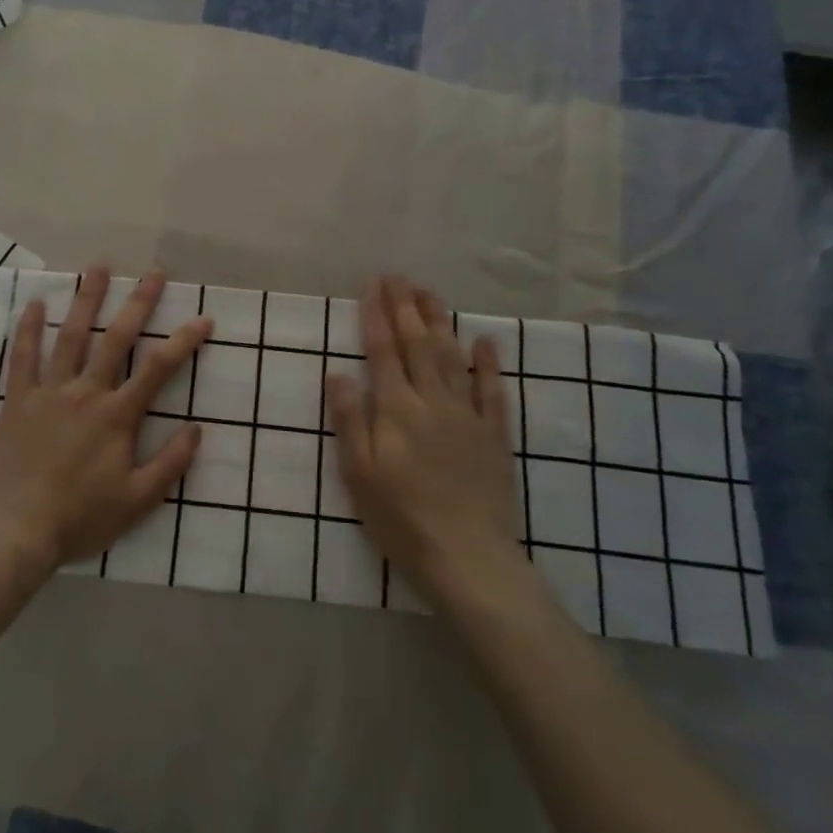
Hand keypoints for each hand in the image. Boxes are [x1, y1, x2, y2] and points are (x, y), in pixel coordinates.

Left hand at [0, 265, 213, 576]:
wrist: (14, 531)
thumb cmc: (79, 519)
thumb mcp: (136, 501)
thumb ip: (170, 463)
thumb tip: (197, 428)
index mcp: (116, 416)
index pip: (158, 369)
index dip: (184, 341)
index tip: (204, 319)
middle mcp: (85, 393)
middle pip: (115, 339)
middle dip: (138, 304)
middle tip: (154, 274)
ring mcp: (48, 392)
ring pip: (70, 337)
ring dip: (87, 300)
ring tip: (99, 268)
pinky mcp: (17, 400)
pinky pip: (22, 357)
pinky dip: (28, 328)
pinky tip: (35, 303)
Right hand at [324, 276, 522, 601]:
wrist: (467, 557)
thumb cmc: (401, 518)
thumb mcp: (359, 474)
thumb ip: (349, 420)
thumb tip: (338, 373)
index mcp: (396, 409)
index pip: (383, 351)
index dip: (376, 314)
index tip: (373, 284)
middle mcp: (433, 401)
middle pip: (418, 344)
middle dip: (406, 307)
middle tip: (398, 276)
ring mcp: (468, 416)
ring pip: (452, 358)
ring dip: (440, 322)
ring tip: (429, 294)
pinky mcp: (494, 435)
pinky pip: (492, 391)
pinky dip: (488, 364)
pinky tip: (485, 342)